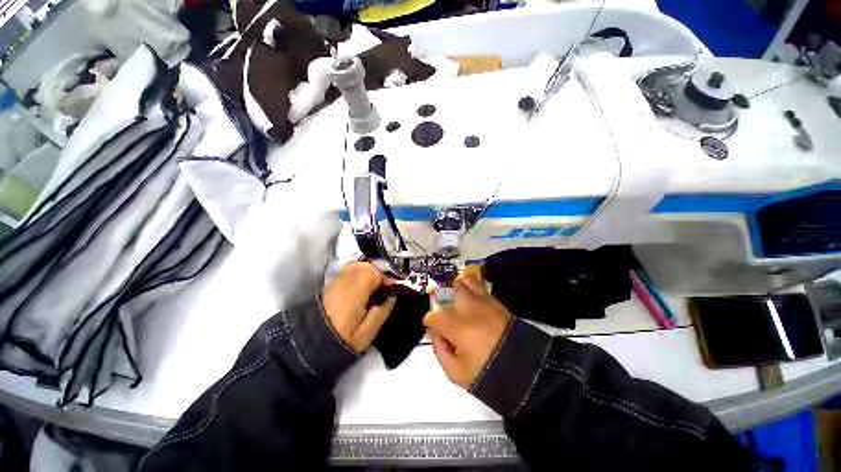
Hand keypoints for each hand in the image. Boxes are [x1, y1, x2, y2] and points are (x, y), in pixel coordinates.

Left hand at [323, 262, 395, 352]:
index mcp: (356, 289)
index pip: (376, 272)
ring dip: (369, 274)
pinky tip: (361, 289)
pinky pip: (350, 271)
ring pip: (358, 266)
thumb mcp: (368, 331)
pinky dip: (358, 275)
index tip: (392, 291)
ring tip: (372, 290)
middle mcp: (346, 278)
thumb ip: (383, 310)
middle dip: (379, 275)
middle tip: (383, 291)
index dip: (388, 279)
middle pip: (367, 266)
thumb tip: (392, 295)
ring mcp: (337, 279)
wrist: (312, 343)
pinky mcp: (331, 283)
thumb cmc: (343, 338)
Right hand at [423, 267, 512, 388]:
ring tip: (454, 293)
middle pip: (448, 290)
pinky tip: (469, 293)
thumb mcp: (456, 372)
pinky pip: (480, 285)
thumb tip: (434, 332)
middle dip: (439, 295)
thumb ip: (439, 350)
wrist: (524, 369)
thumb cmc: (486, 373)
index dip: (429, 321)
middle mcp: (468, 310)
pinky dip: (471, 284)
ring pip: (465, 280)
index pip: (434, 316)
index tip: (432, 327)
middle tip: (439, 302)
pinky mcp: (495, 301)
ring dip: (456, 285)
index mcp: (457, 328)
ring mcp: (483, 302)